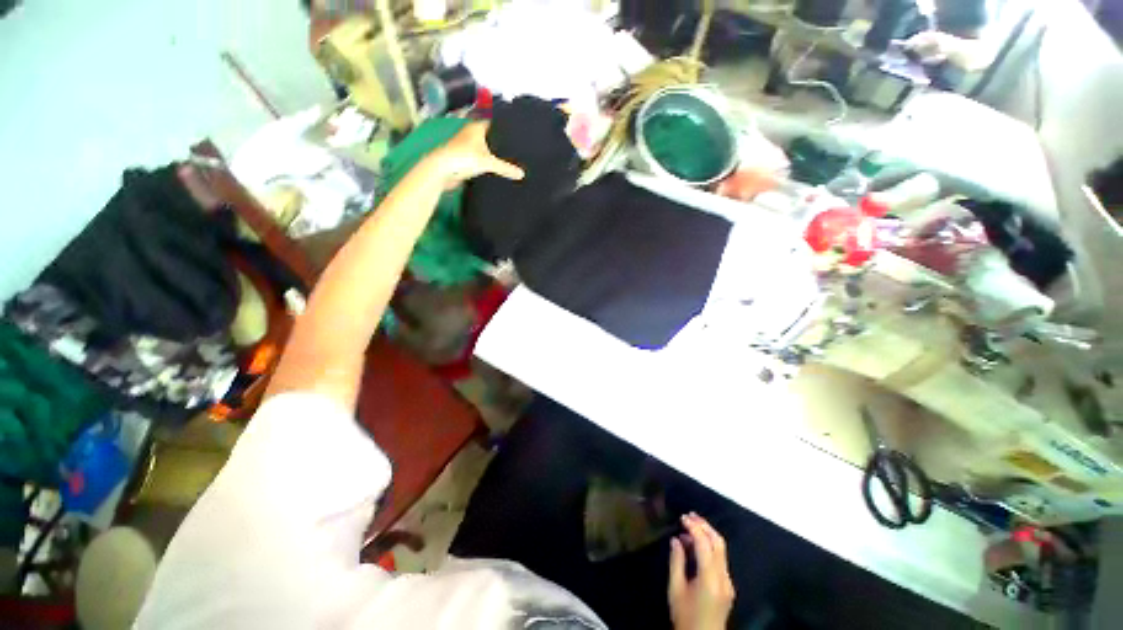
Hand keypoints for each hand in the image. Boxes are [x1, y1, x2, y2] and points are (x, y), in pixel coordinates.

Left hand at [427, 121, 524, 188]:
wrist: (442, 170)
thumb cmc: (463, 158)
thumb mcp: (488, 162)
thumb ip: (506, 168)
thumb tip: (522, 174)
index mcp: (477, 128)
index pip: (494, 123)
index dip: (504, 127)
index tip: (516, 132)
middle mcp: (471, 135)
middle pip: (489, 137)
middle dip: (500, 142)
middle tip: (516, 148)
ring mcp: (466, 148)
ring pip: (483, 149)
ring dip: (492, 154)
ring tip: (509, 160)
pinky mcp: (464, 160)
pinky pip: (479, 160)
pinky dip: (486, 164)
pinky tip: (495, 170)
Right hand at [668, 513, 734, 629]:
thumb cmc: (685, 617)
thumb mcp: (675, 590)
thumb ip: (676, 562)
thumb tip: (676, 540)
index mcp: (710, 579)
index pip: (705, 545)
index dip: (694, 528)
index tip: (682, 517)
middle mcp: (723, 578)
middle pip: (718, 543)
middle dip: (704, 526)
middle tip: (690, 515)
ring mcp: (728, 582)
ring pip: (721, 550)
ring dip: (707, 534)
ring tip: (691, 525)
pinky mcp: (728, 586)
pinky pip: (720, 559)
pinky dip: (710, 546)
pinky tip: (696, 545)